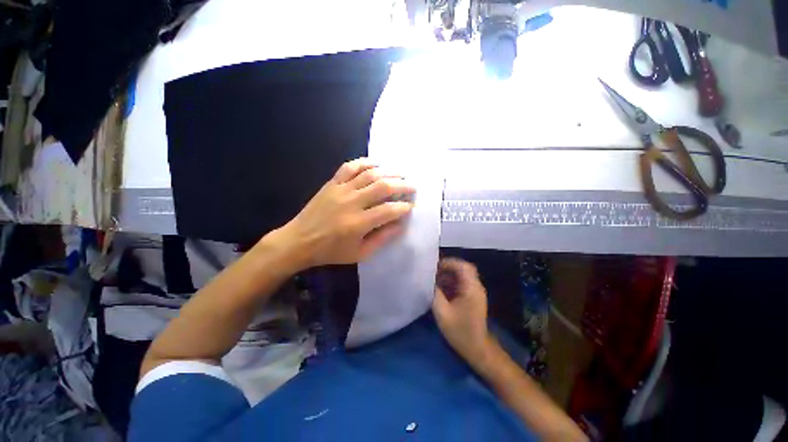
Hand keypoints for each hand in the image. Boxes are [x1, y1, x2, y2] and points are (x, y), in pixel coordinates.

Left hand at [273, 158, 414, 269]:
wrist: (299, 241)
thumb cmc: (331, 251)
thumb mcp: (360, 254)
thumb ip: (382, 239)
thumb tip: (400, 224)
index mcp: (359, 223)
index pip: (389, 210)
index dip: (404, 207)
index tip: (411, 206)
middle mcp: (352, 203)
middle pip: (382, 187)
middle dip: (402, 185)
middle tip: (413, 186)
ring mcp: (341, 190)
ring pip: (369, 174)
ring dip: (389, 172)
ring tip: (401, 173)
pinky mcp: (332, 183)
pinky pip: (350, 167)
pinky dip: (364, 162)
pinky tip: (376, 164)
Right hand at [432, 258, 490, 361]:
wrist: (477, 349)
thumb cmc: (460, 331)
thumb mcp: (442, 312)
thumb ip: (435, 293)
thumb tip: (428, 280)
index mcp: (471, 288)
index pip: (463, 266)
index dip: (449, 262)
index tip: (435, 266)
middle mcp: (476, 287)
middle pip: (463, 269)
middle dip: (447, 267)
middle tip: (433, 271)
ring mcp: (475, 292)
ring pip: (462, 275)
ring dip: (448, 275)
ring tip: (434, 279)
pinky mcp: (473, 297)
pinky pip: (462, 283)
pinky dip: (451, 282)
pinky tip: (440, 289)